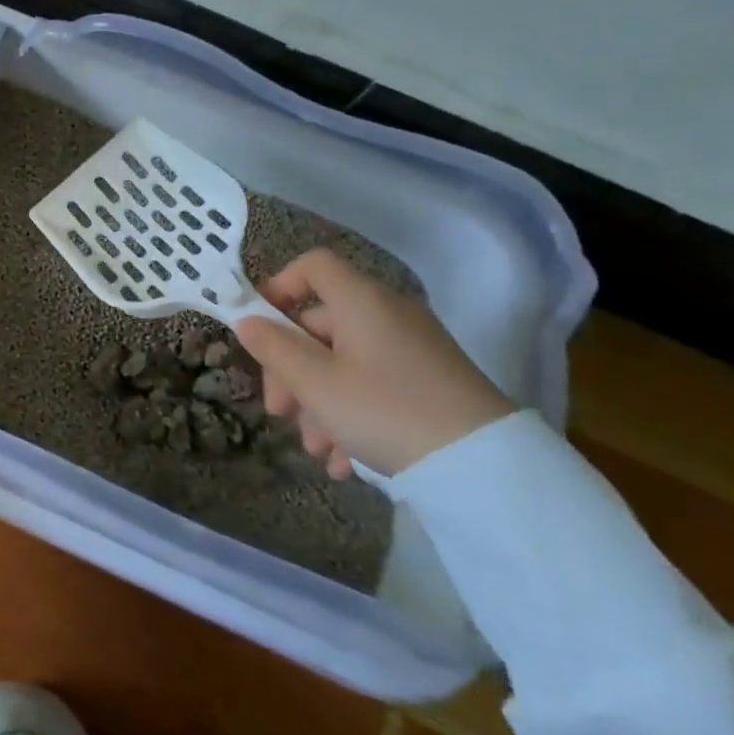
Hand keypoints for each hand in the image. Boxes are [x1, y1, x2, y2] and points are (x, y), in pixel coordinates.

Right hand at [233, 248, 513, 478]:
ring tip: (317, 451)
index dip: (279, 286)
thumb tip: (247, 321)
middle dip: (292, 371)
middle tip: (279, 413)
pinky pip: (374, 388)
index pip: (313, 266)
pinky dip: (352, 417)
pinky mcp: (430, 385)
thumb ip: (274, 349)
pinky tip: (345, 462)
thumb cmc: (385, 411)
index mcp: (361, 301)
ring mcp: (411, 351)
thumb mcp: (317, 384)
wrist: (486, 468)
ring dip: (319, 405)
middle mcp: (387, 316)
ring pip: (344, 365)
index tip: (260, 327)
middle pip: (320, 326)